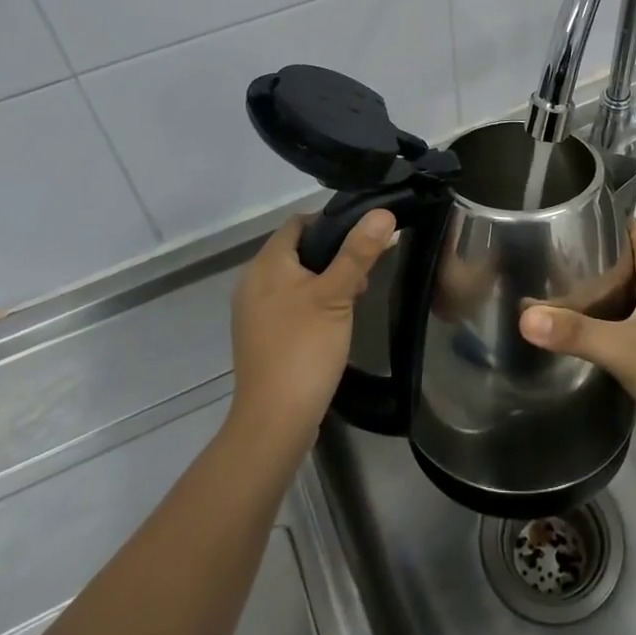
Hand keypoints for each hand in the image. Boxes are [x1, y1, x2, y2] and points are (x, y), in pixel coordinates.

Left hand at [228, 210, 393, 456]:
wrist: (274, 422)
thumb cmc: (304, 348)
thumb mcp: (337, 295)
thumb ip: (358, 252)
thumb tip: (382, 212)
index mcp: (266, 264)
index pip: (298, 223)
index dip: (331, 222)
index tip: (363, 237)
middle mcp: (253, 282)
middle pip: (297, 250)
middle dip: (333, 255)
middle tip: (364, 273)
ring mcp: (253, 312)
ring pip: (295, 278)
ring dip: (325, 280)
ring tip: (354, 298)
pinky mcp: (260, 337)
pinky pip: (289, 304)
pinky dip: (311, 303)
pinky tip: (333, 322)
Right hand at [520, 220, 635, 478]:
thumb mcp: (625, 350)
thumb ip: (576, 333)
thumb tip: (523, 316)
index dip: (615, 220)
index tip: (579, 210)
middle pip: (632, 267)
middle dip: (599, 256)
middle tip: (556, 251)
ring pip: (631, 301)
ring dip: (602, 293)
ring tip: (560, 288)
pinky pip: (632, 331)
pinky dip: (609, 327)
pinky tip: (586, 336)